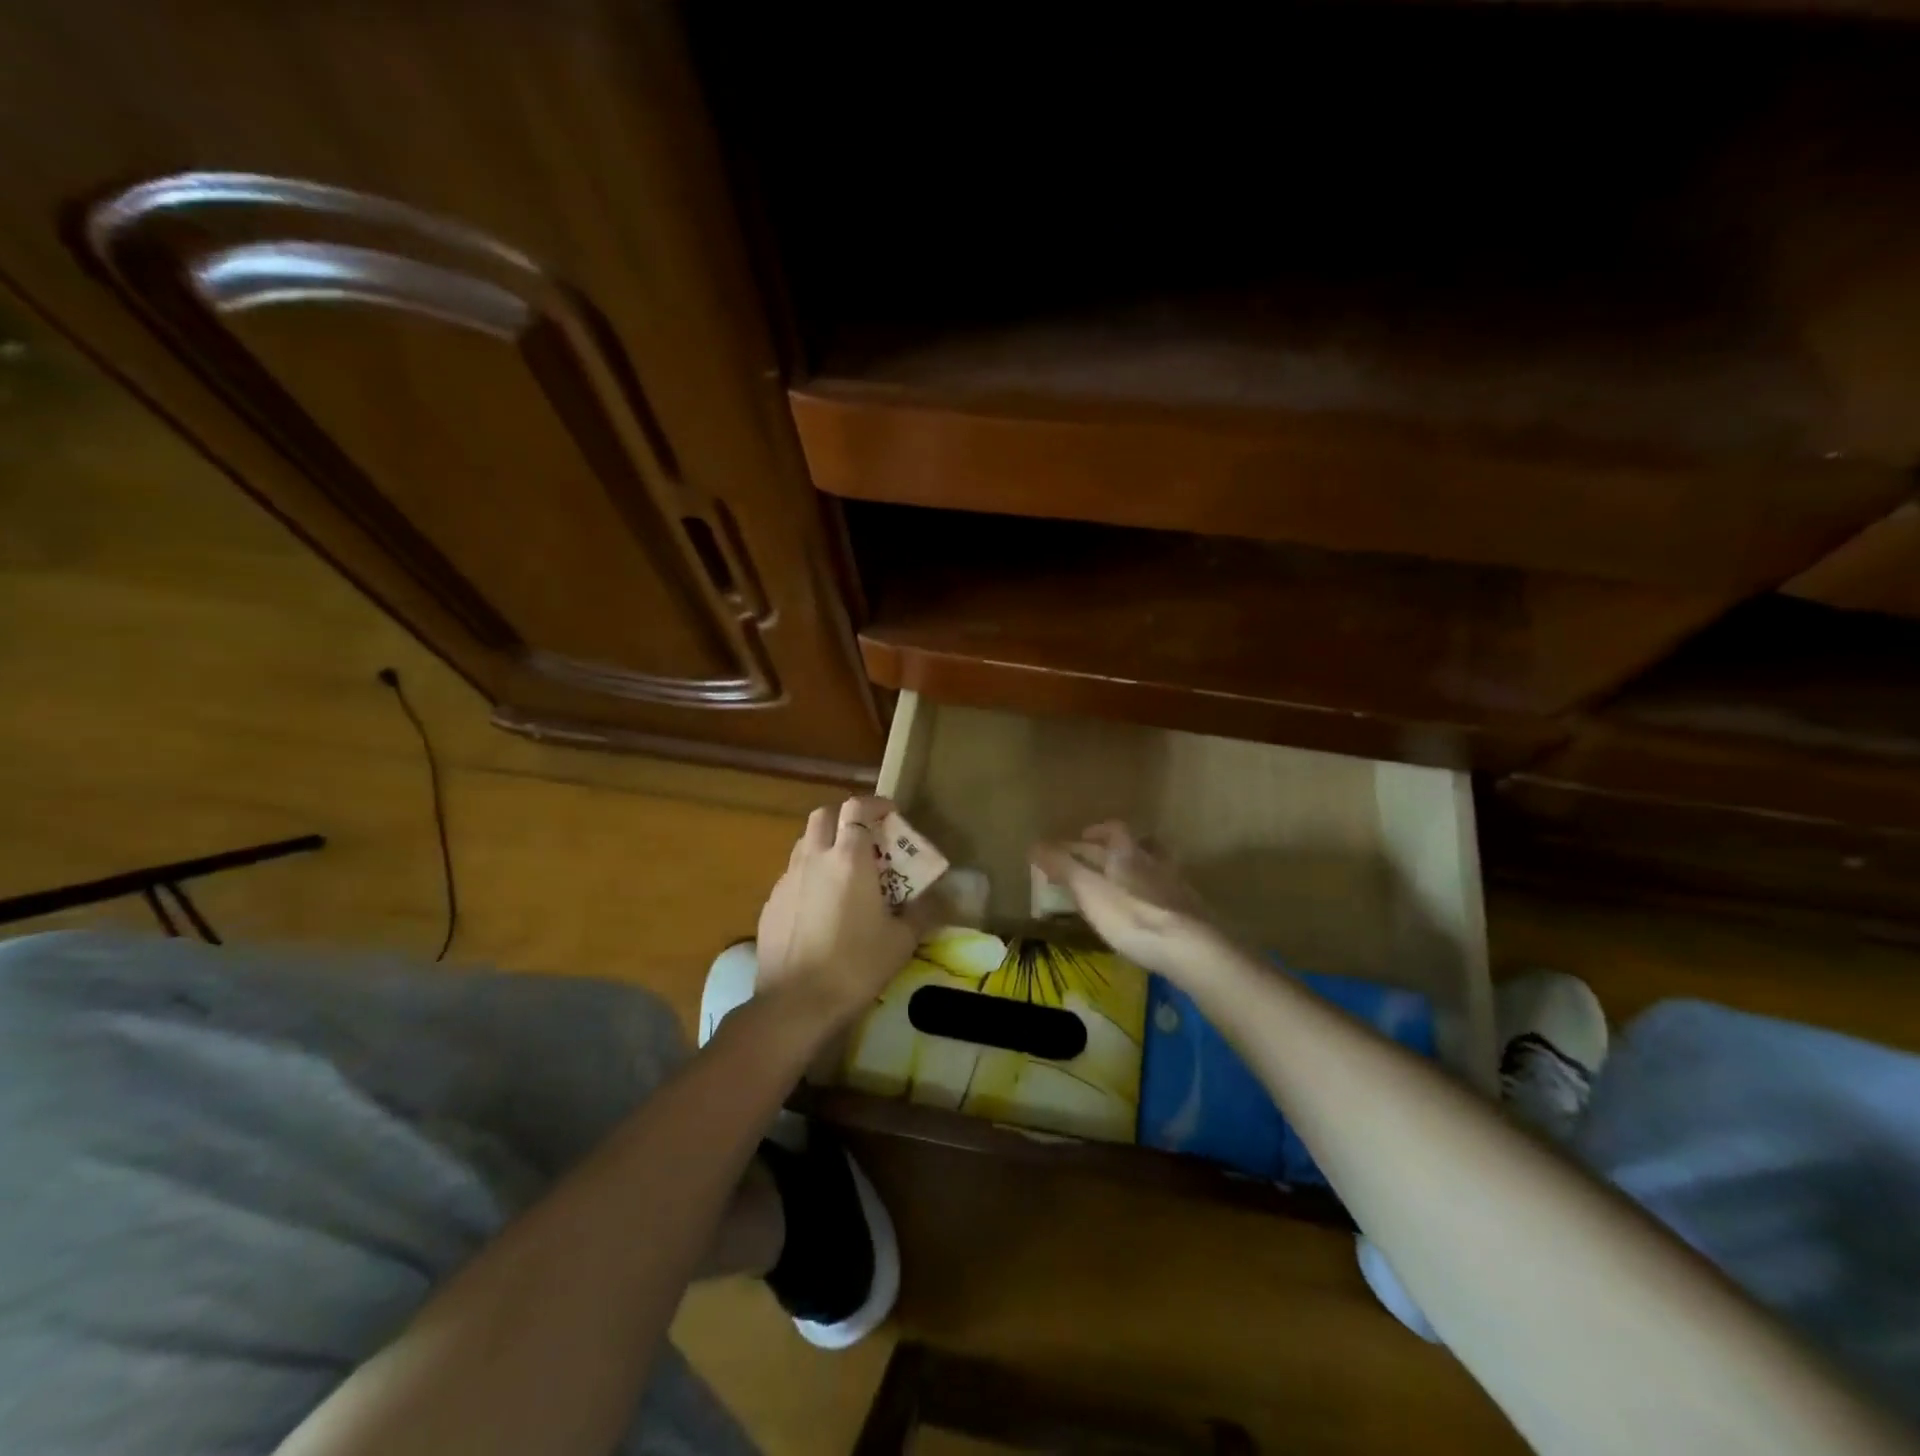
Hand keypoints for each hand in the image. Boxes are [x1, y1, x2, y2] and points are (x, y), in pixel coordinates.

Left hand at [756, 796, 922, 1030]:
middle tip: (865, 837)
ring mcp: (788, 879)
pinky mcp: (771, 903)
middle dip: (845, 817)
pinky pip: (792, 874)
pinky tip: (820, 905)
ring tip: (843, 870)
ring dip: (825, 843)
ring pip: (805, 842)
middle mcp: (815, 858)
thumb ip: (923, 912)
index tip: (891, 814)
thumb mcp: (901, 941)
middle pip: (824, 815)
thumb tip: (944, 898)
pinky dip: (809, 875)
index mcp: (849, 859)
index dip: (875, 804)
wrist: (796, 1003)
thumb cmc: (856, 966)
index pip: (857, 808)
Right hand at [1030, 822, 1222, 978]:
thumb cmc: (1130, 915)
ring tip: (1125, 883)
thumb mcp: (1087, 890)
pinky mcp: (1191, 910)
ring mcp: (1176, 885)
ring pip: (1157, 866)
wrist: (1189, 947)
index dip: (1097, 830)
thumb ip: (1062, 866)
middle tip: (1100, 859)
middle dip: (1117, 849)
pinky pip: (1169, 893)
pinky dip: (1155, 895)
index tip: (1082, 837)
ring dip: (1140, 869)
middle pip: (1138, 844)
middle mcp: (1154, 861)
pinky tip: (1149, 911)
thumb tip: (1034, 844)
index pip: (1114, 829)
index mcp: (1127, 852)